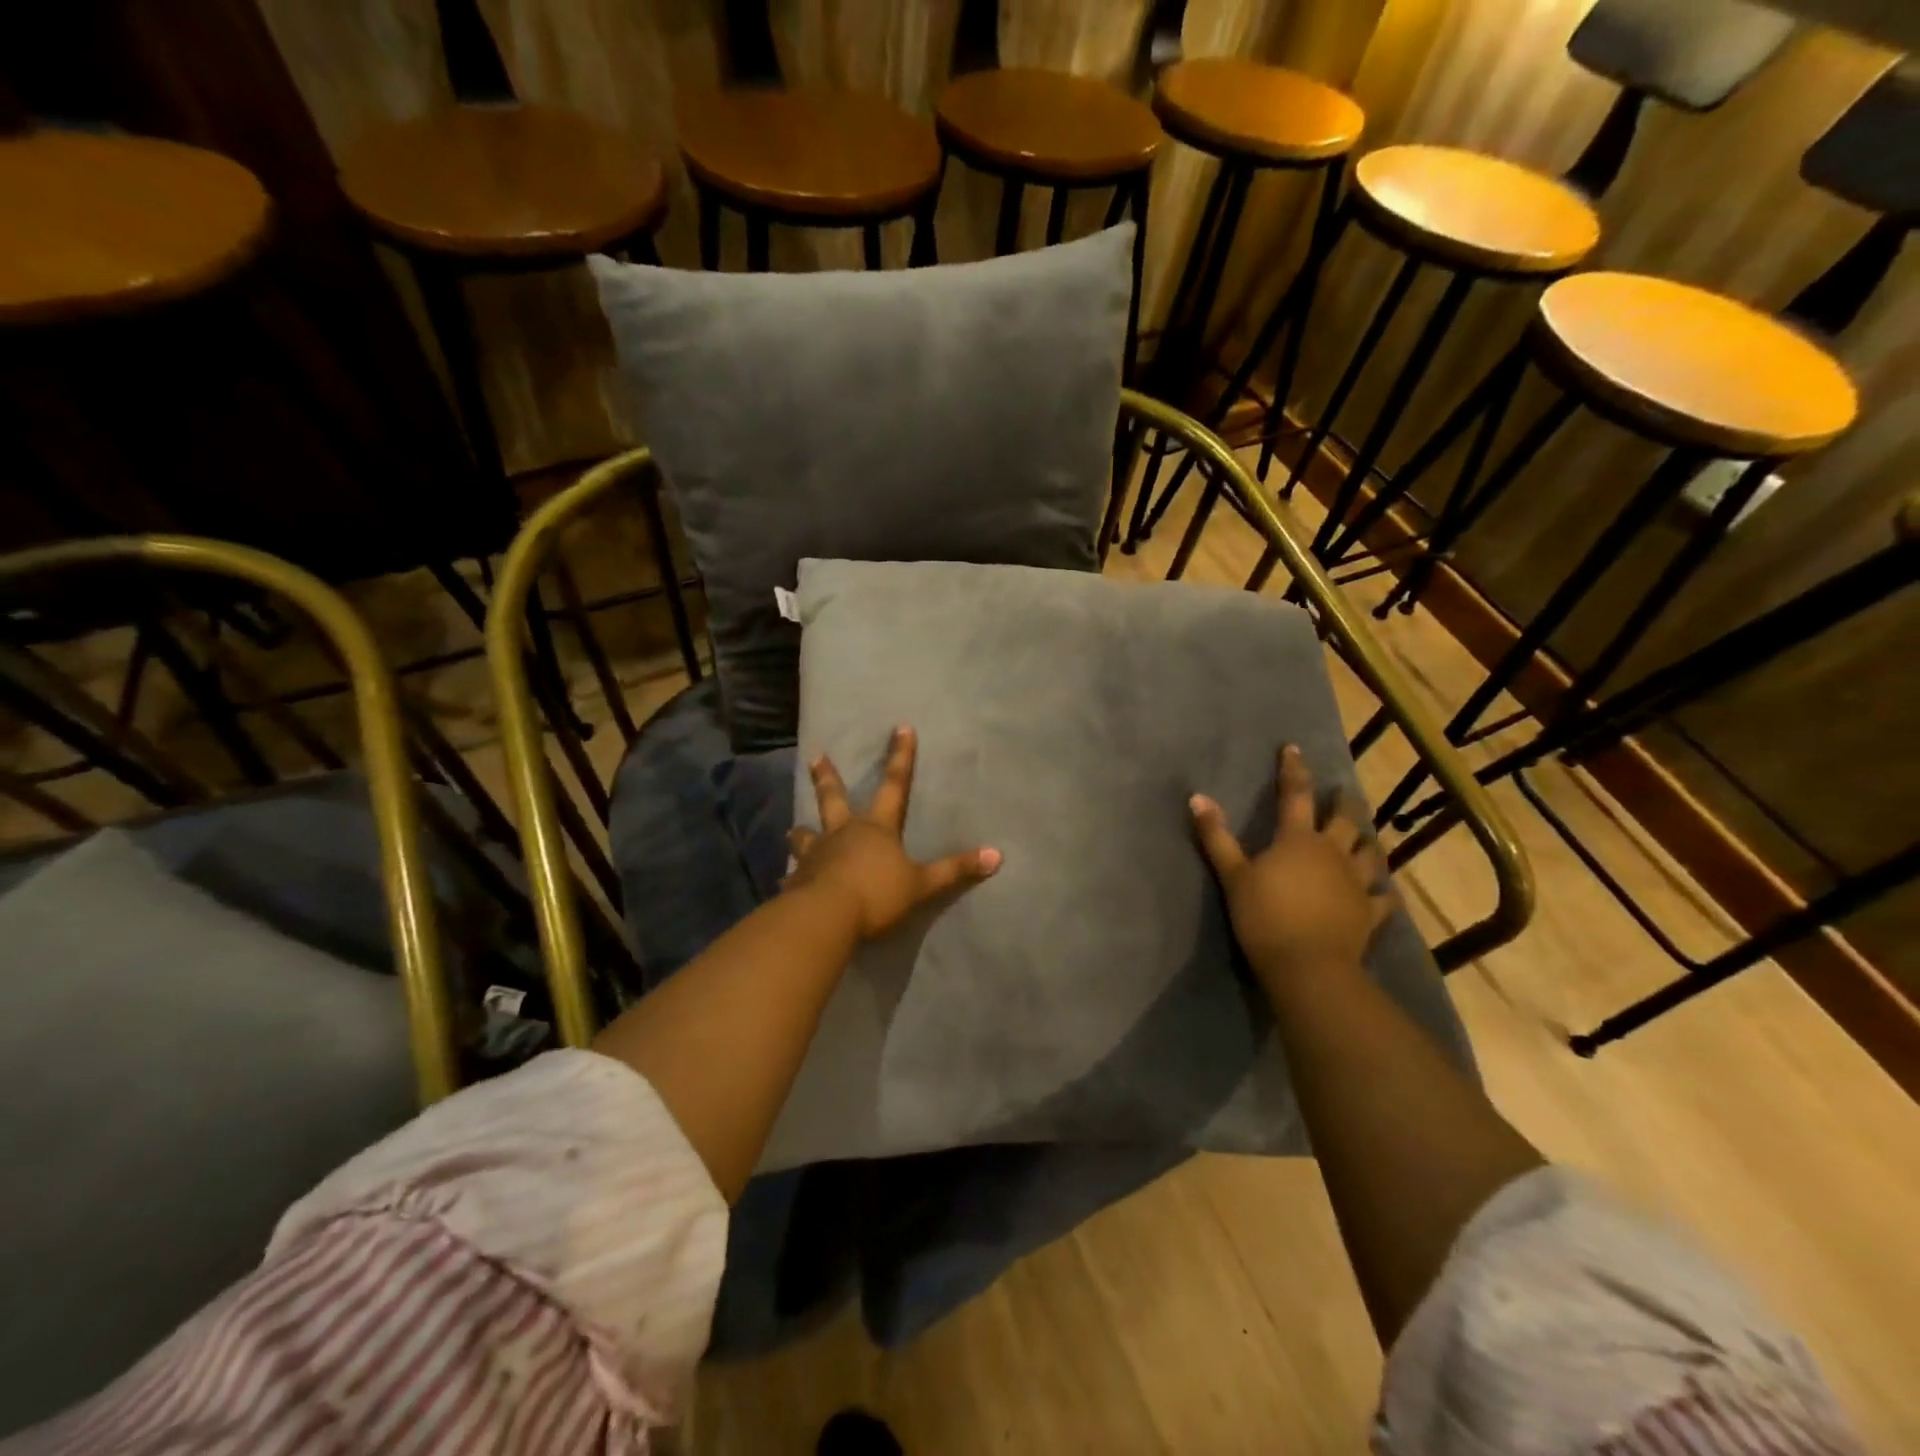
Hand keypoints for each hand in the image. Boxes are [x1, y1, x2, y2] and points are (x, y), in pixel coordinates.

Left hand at [787, 726, 1000, 939]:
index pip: (895, 785)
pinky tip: (785, 885)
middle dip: (826, 777)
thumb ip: (955, 870)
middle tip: (815, 757)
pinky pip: (794, 877)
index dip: (901, 757)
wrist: (827, 917)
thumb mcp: (922, 884)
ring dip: (800, 833)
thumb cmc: (877, 894)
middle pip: (833, 798)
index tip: (901, 727)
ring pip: (805, 836)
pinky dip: (792, 880)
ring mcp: (816, 855)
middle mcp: (843, 833)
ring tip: (792, 830)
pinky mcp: (798, 881)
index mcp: (876, 828)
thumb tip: (997, 855)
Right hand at [1191, 745, 1393, 984]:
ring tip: (1367, 837)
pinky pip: (1383, 898)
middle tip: (1343, 792)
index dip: (1293, 770)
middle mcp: (1333, 853)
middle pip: (1345, 820)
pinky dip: (1384, 891)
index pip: (1295, 795)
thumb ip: (1216, 836)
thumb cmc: (1265, 916)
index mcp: (1298, 840)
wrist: (1308, 966)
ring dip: (1368, 842)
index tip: (1292, 748)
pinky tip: (1385, 890)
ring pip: (1370, 854)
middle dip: (1343, 802)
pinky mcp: (1369, 913)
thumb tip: (1197, 797)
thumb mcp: (1233, 875)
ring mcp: (1356, 883)